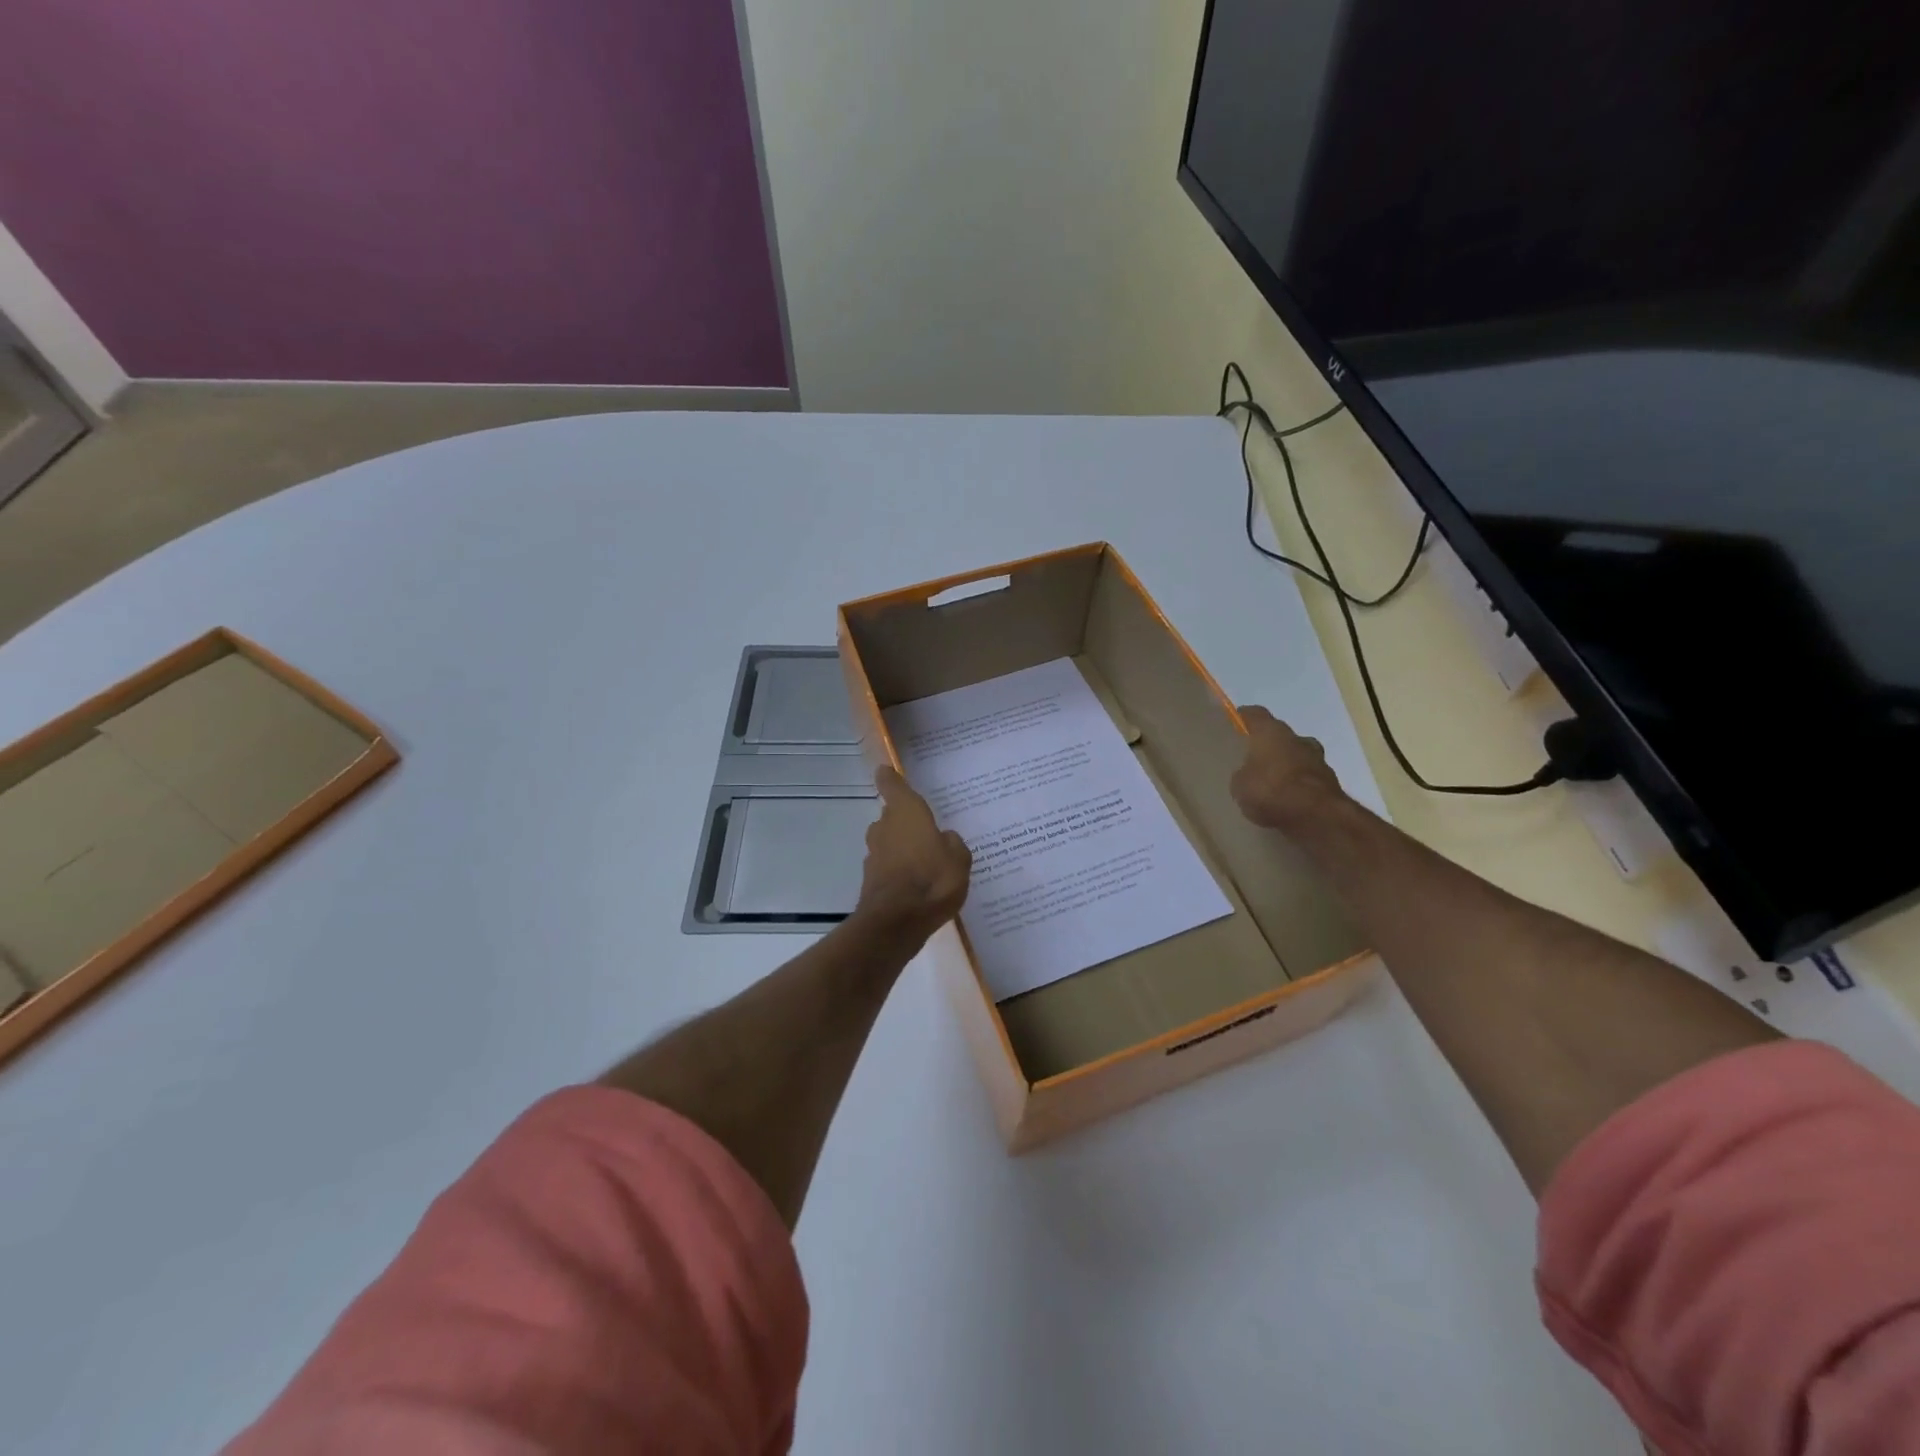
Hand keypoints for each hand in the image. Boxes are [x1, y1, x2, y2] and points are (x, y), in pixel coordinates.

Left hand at [854, 766, 972, 941]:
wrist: (897, 922)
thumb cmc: (933, 880)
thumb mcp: (959, 859)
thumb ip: (952, 843)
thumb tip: (943, 838)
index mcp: (906, 812)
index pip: (892, 785)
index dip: (890, 777)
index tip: (887, 771)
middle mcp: (885, 827)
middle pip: (892, 815)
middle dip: (905, 821)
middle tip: (927, 830)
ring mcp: (874, 854)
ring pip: (889, 841)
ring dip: (901, 846)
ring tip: (925, 860)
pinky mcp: (871, 879)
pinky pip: (888, 865)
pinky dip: (898, 869)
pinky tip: (916, 884)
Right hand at [1230, 705, 1347, 830]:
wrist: (1317, 816)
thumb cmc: (1271, 790)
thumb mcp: (1240, 785)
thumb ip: (1242, 774)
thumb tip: (1248, 774)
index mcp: (1272, 731)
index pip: (1255, 714)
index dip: (1243, 718)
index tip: (1234, 725)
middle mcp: (1297, 738)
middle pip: (1280, 736)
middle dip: (1268, 746)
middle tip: (1253, 761)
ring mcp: (1318, 759)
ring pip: (1297, 757)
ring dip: (1286, 767)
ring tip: (1270, 785)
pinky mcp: (1331, 782)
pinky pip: (1307, 779)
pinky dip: (1298, 786)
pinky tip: (1287, 801)